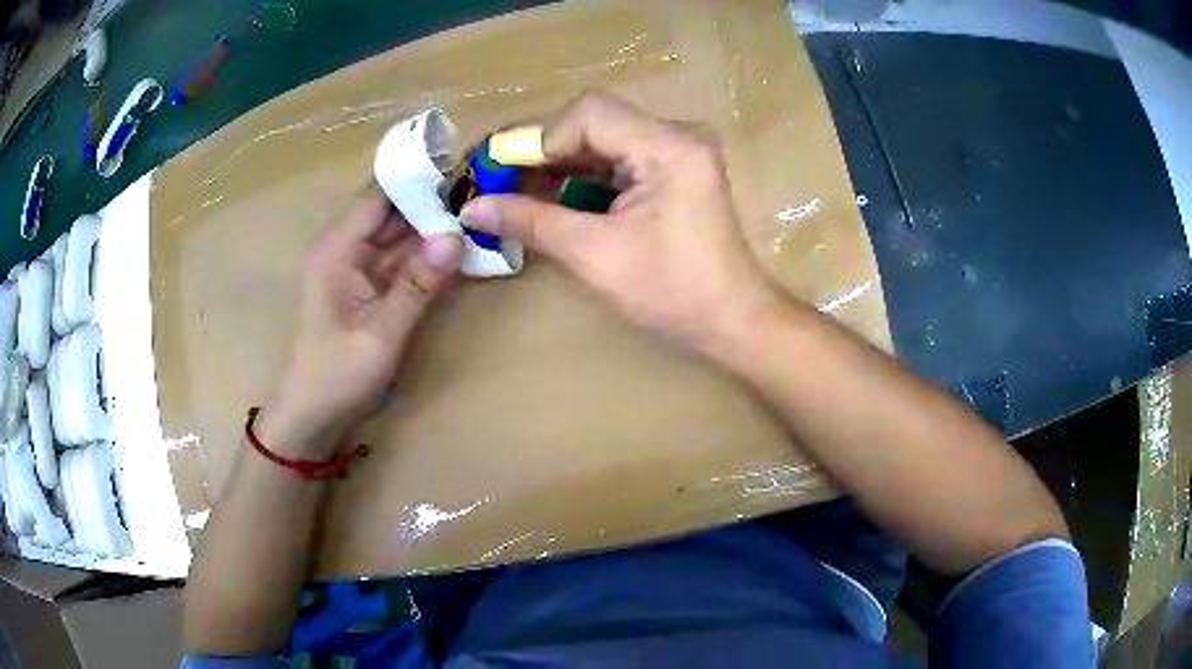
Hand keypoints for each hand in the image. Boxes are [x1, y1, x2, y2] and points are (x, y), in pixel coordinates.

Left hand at [260, 190, 461, 457]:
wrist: (312, 417)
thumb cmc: (337, 376)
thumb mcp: (381, 334)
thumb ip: (418, 285)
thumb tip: (456, 237)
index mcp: (337, 251)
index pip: (378, 198)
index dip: (416, 180)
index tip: (461, 167)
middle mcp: (344, 250)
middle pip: (391, 213)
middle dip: (432, 202)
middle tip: (482, 190)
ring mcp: (355, 270)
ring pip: (398, 237)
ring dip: (432, 229)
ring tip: (478, 212)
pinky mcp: (365, 289)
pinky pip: (399, 262)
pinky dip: (425, 256)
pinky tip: (457, 248)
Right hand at [461, 91, 776, 357]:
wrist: (732, 322)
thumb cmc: (672, 294)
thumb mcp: (595, 255)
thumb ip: (531, 221)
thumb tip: (471, 208)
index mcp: (668, 147)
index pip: (589, 113)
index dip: (538, 138)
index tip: (500, 174)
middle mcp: (676, 136)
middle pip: (593, 120)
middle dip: (542, 149)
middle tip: (497, 180)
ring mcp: (677, 152)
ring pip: (601, 138)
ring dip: (557, 161)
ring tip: (513, 190)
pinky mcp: (672, 171)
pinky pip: (616, 158)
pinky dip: (580, 175)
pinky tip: (550, 196)